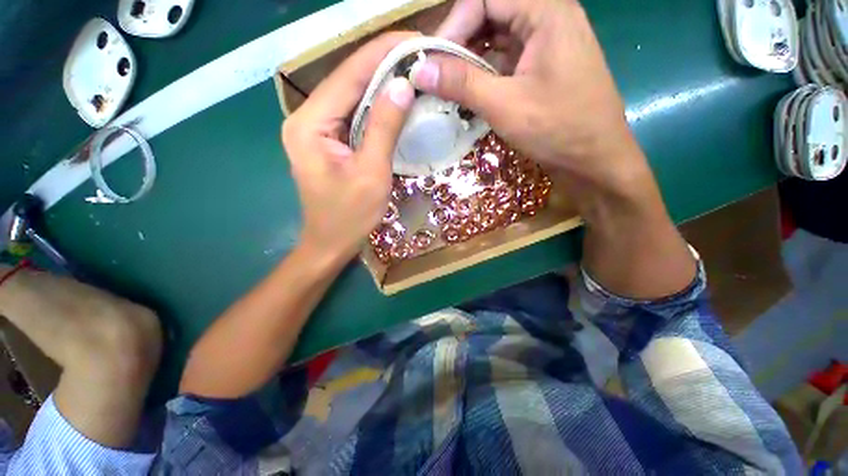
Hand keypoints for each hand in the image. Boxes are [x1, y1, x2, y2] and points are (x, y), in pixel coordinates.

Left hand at [282, 32, 416, 261]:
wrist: (331, 242)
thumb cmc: (349, 216)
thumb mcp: (371, 173)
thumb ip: (384, 128)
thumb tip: (402, 85)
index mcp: (310, 124)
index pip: (348, 75)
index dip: (381, 53)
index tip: (413, 38)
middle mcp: (307, 118)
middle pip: (348, 81)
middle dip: (382, 63)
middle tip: (418, 51)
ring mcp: (317, 129)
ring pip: (352, 96)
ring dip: (381, 82)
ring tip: (412, 67)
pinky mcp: (329, 141)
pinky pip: (354, 115)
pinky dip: (376, 106)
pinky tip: (396, 98)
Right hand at [419, 0, 695, 298]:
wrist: (602, 167)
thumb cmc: (565, 136)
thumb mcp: (507, 107)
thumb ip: (464, 82)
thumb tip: (421, 70)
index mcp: (548, 11)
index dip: (451, 24)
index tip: (429, 61)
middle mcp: (548, 18)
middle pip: (485, 14)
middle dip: (454, 44)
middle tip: (430, 80)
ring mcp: (544, 45)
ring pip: (490, 40)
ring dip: (464, 65)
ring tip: (442, 93)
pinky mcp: (539, 70)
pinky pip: (498, 62)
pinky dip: (478, 78)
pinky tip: (466, 101)